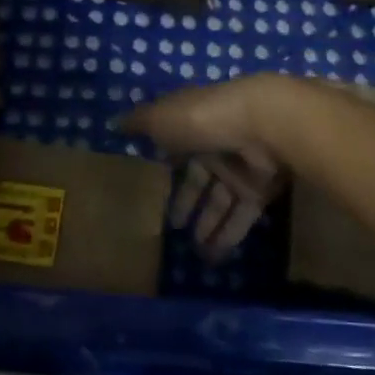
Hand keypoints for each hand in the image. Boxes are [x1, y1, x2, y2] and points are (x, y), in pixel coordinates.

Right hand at [120, 75, 297, 259]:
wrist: (261, 125)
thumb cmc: (202, 119)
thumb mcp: (161, 117)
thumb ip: (139, 123)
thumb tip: (114, 123)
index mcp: (192, 125)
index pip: (176, 149)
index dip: (165, 168)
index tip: (151, 189)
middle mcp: (216, 146)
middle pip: (199, 179)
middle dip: (186, 202)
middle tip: (171, 229)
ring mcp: (240, 168)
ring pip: (220, 201)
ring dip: (207, 225)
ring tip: (193, 253)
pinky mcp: (260, 190)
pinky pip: (241, 216)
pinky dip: (228, 235)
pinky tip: (214, 257)